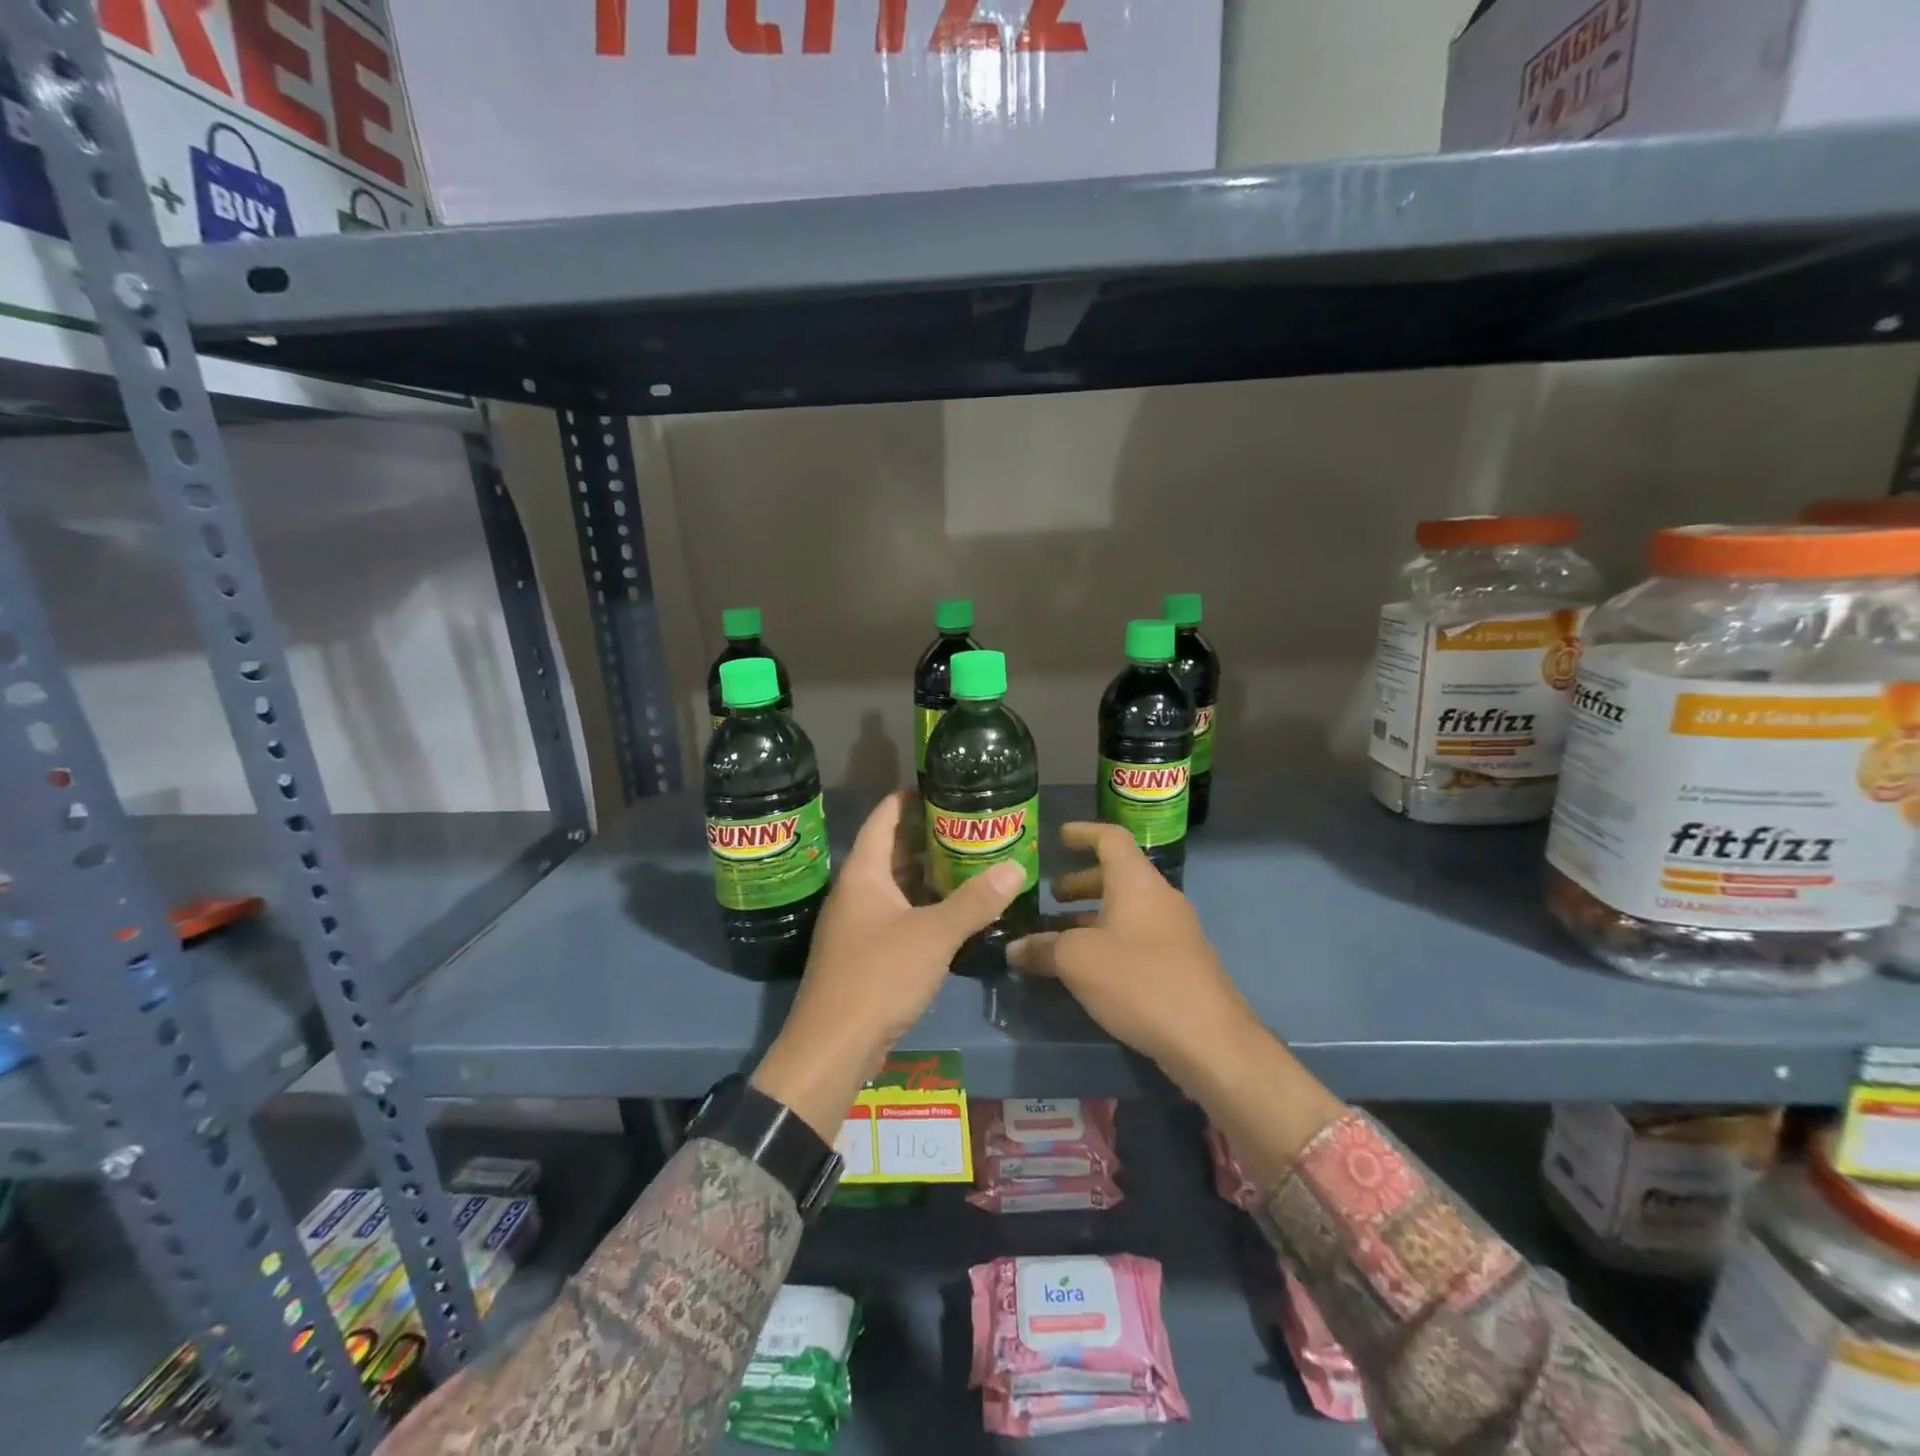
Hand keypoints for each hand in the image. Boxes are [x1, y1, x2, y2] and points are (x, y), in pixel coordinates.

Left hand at [751, 790, 1026, 1137]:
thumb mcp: (933, 934)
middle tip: (968, 825)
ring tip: (969, 861)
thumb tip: (1016, 867)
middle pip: (891, 851)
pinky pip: (897, 916)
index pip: (883, 818)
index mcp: (863, 874)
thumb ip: (975, 901)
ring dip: (928, 875)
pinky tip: (954, 912)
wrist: (833, 1046)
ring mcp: (857, 925)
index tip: (940, 785)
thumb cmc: (879, 976)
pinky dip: (923, 907)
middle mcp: (856, 892)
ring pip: (896, 887)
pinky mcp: (865, 954)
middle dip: (927, 837)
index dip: (907, 798)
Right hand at [1006, 822, 1255, 1085]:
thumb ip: (1042, 949)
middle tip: (1050, 897)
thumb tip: (1014, 950)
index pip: (1110, 838)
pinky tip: (1089, 969)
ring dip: (1092, 916)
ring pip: (1126, 910)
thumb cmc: (1139, 980)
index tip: (1059, 838)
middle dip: (1080, 883)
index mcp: (1136, 881)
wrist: (1208, 1038)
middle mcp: (1159, 897)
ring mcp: (1174, 931)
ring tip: (1059, 936)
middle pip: (1117, 876)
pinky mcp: (1180, 963)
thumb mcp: (1077, 961)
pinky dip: (1109, 940)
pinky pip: (1137, 937)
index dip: (1083, 832)